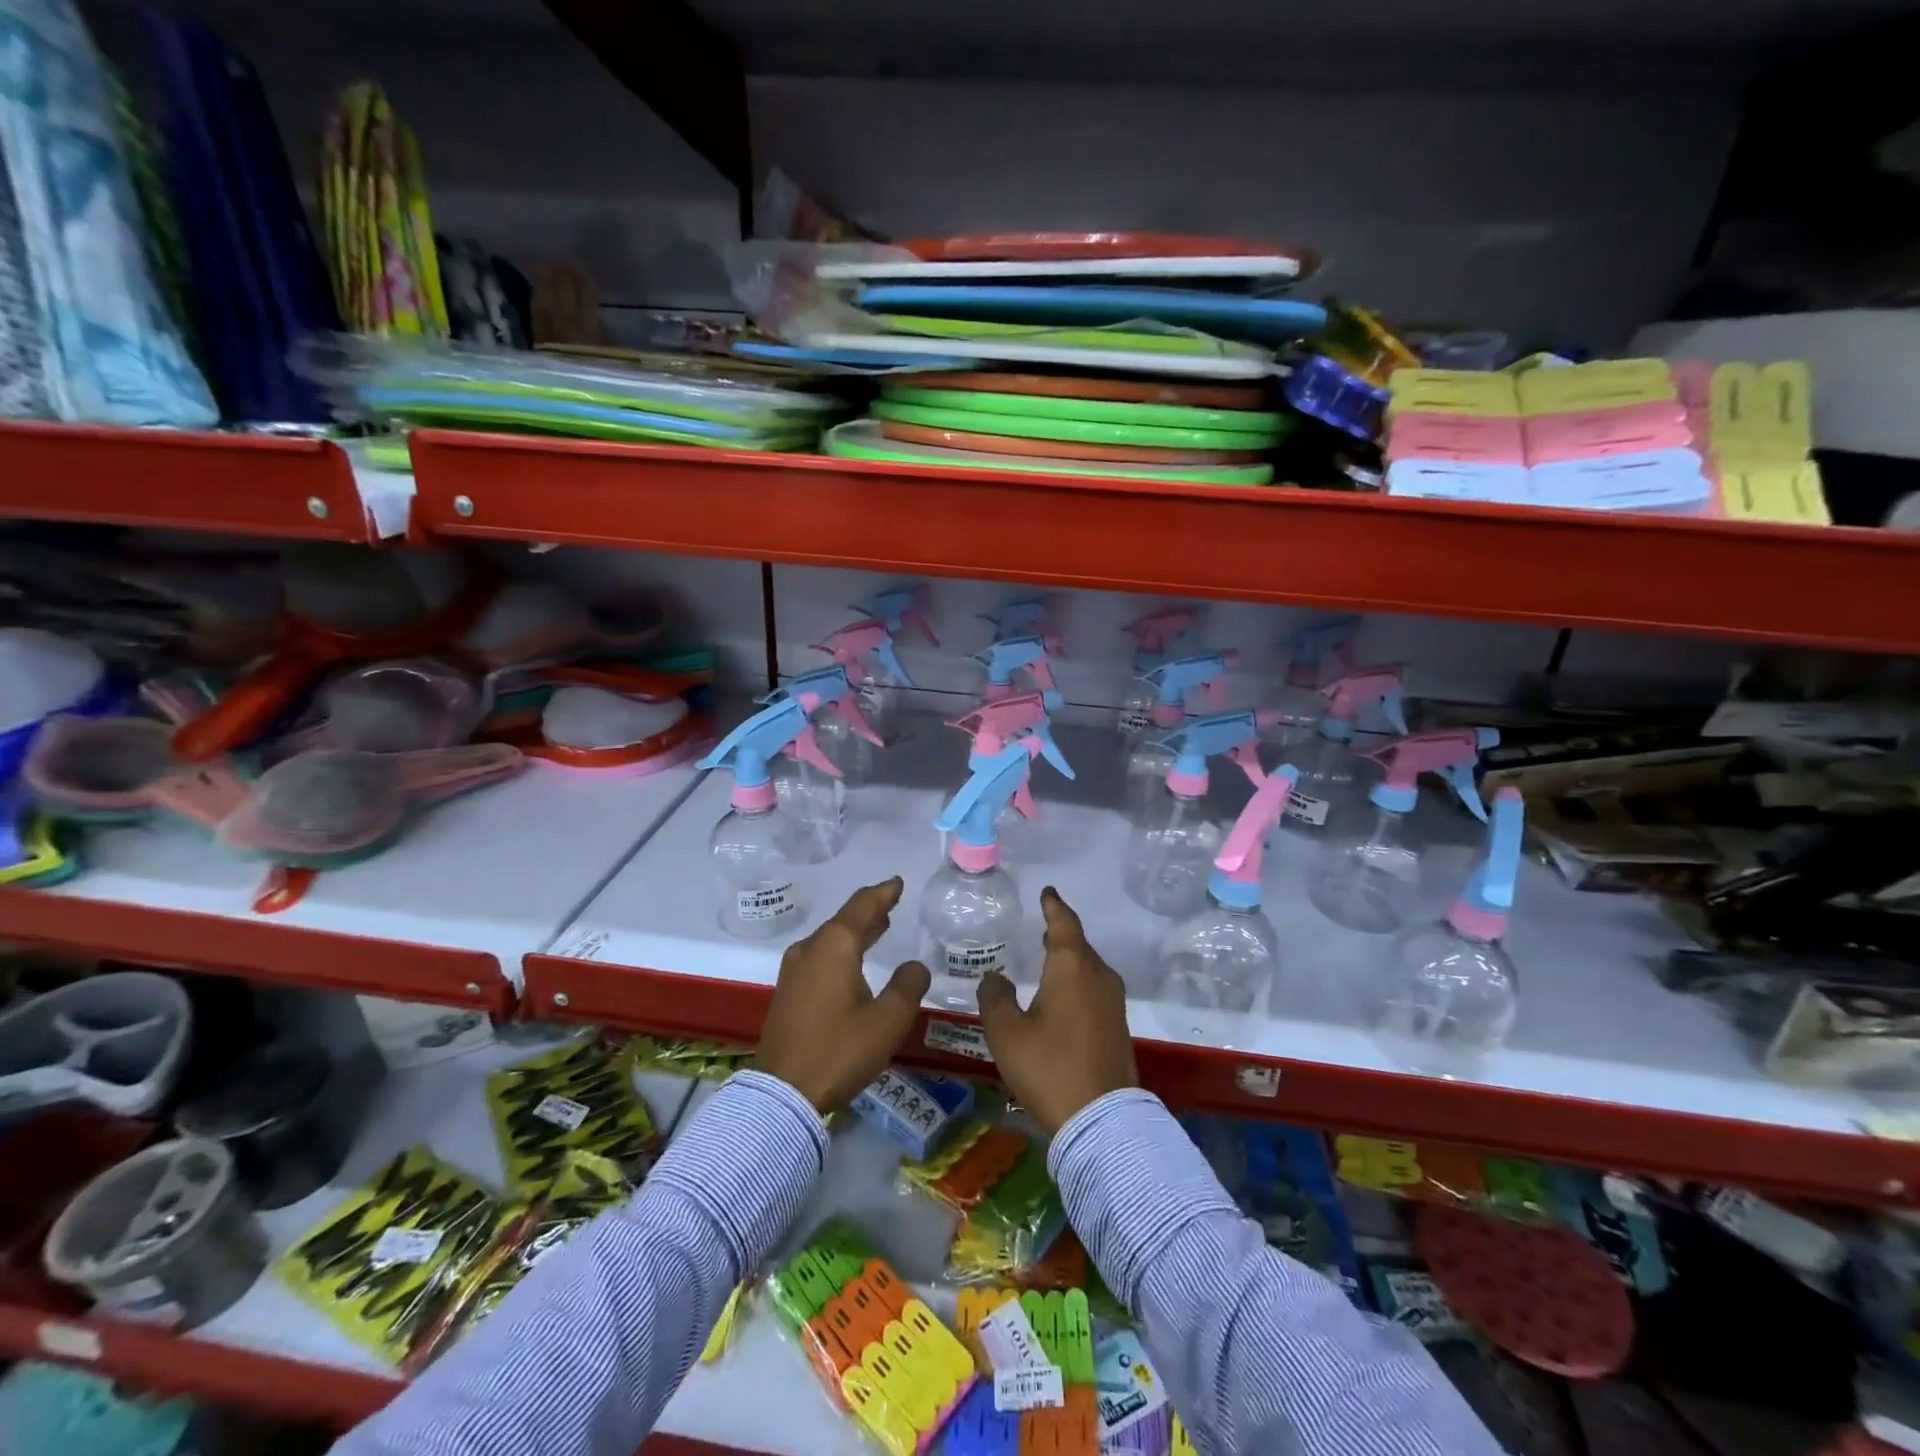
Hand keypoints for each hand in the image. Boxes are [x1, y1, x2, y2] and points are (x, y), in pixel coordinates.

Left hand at [756, 878, 930, 1113]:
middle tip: (892, 903)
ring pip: (831, 940)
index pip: (863, 906)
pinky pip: (821, 957)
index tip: (897, 883)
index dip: (883, 893)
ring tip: (880, 928)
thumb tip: (915, 966)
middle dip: (870, 912)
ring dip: (856, 932)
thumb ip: (908, 986)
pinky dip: (842, 951)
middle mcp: (810, 949)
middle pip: (845, 920)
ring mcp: (794, 970)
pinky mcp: (788, 992)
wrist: (782, 1093)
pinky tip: (854, 963)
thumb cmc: (839, 1050)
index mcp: (835, 946)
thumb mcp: (888, 1020)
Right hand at [976, 886, 1137, 1134]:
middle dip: (1060, 934)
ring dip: (1069, 960)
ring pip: (1088, 968)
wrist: (1101, 1120)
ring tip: (1048, 958)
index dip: (1054, 906)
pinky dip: (1077, 982)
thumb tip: (995, 978)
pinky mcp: (1118, 1026)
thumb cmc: (1049, 1067)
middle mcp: (1099, 976)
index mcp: (1072, 967)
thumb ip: (995, 998)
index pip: (1064, 923)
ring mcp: (1113, 1002)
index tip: (1047, 892)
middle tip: (1041, 926)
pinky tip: (1062, 996)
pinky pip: (1095, 989)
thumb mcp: (1007, 1033)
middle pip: (1078, 945)